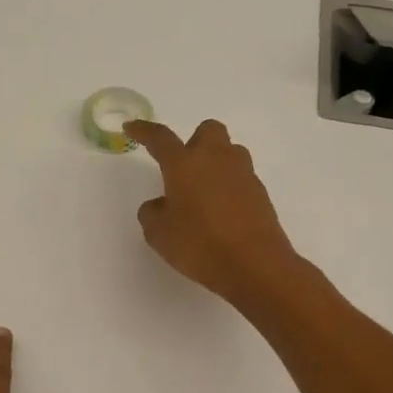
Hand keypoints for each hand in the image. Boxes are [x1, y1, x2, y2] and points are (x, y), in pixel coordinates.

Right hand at [126, 118, 298, 305]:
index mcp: (184, 164)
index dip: (144, 131)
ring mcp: (242, 174)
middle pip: (207, 131)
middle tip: (183, 168)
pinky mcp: (260, 193)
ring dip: (215, 163)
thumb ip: (152, 213)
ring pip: (229, 152)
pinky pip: (240, 178)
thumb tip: (160, 204)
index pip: (160, 138)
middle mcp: (215, 159)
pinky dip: (228, 187)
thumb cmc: (200, 245)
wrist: (255, 265)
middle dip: (194, 141)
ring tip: (204, 193)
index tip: (132, 127)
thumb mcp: (159, 234)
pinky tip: (221, 213)